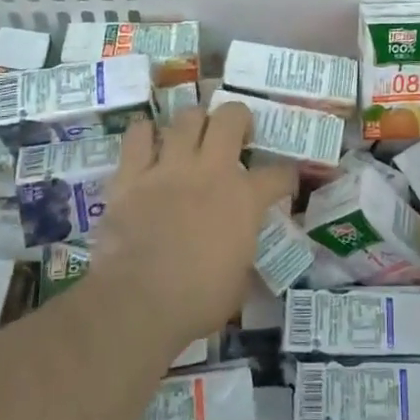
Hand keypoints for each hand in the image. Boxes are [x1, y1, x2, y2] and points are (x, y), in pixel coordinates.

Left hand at [87, 103, 293, 352]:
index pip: (280, 174)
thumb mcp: (238, 283)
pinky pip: (137, 136)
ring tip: (192, 136)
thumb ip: (243, 254)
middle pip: (231, 117)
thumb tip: (242, 256)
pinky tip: (147, 143)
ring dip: (193, 123)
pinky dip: (143, 135)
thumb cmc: (197, 301)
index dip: (287, 176)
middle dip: (238, 118)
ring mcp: (170, 167)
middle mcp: (211, 170)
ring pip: (187, 117)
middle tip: (235, 135)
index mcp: (245, 199)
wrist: (137, 303)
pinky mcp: (132, 175)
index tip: (285, 182)